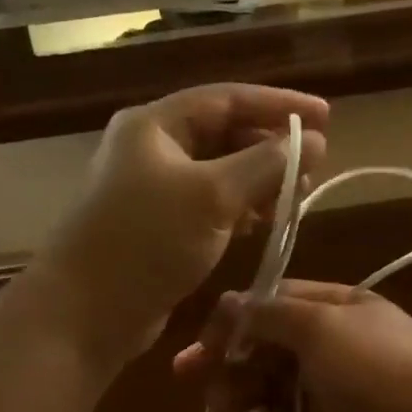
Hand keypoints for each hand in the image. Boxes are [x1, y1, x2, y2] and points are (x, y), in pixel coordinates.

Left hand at [34, 84, 328, 363]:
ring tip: (295, 197)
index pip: (227, 98)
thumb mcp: (212, 195)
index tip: (326, 117)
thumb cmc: (146, 242)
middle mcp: (151, 150)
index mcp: (155, 126)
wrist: (85, 313)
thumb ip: (266, 164)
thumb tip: (314, 141)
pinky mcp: (157, 229)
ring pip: (218, 173)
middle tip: (312, 167)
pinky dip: (238, 210)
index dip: (279, 105)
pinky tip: (262, 224)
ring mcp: (152, 191)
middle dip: (269, 147)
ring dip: (257, 182)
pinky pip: (208, 207)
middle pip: (222, 134)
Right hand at [174, 281, 411, 411]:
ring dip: (241, 390)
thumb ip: (270, 316)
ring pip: (268, 382)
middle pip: (264, 344)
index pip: (270, 302)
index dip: (234, 318)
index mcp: (331, 307)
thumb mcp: (321, 327)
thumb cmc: (377, 367)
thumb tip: (228, 302)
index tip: (203, 339)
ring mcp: (326, 385)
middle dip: (228, 357)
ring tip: (221, 405)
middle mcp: (326, 342)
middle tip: (189, 374)